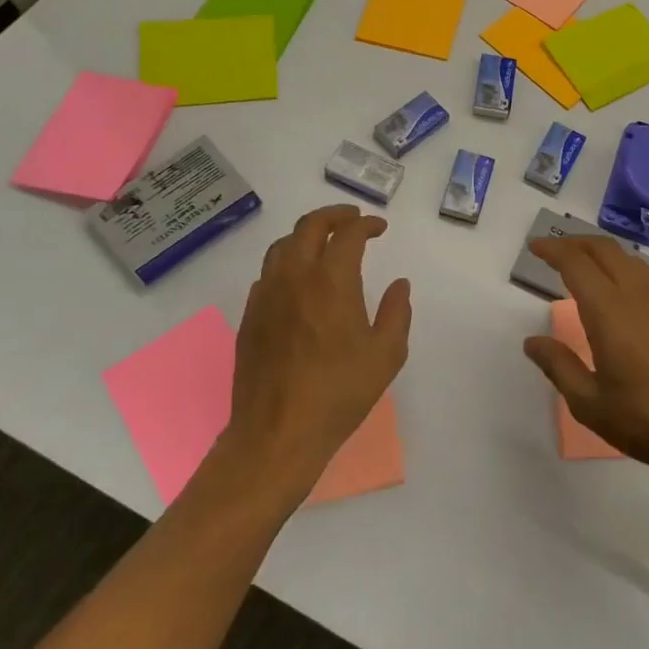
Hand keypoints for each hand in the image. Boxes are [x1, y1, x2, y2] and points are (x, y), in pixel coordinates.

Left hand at [220, 205, 411, 501]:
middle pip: (308, 226)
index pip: (348, 234)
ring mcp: (266, 295)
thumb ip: (396, 313)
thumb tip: (399, 285)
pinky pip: (267, 274)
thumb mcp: (386, 355)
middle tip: (352, 219)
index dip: (366, 224)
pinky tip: (298, 282)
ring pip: (282, 246)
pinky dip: (287, 263)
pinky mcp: (249, 317)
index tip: (379, 227)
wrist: (277, 433)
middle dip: (333, 215)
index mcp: (331, 281)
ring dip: (306, 235)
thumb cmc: (339, 393)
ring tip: (324, 244)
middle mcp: (294, 277)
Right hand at [522, 237, 648, 482]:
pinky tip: (618, 296)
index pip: (577, 264)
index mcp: (610, 311)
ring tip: (583, 266)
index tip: (535, 248)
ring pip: (629, 260)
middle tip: (553, 251)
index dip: (554, 250)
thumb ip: (559, 367)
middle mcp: (638, 296)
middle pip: (605, 249)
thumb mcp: (592, 404)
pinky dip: (622, 270)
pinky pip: (646, 277)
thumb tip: (533, 342)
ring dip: (602, 253)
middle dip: (576, 242)